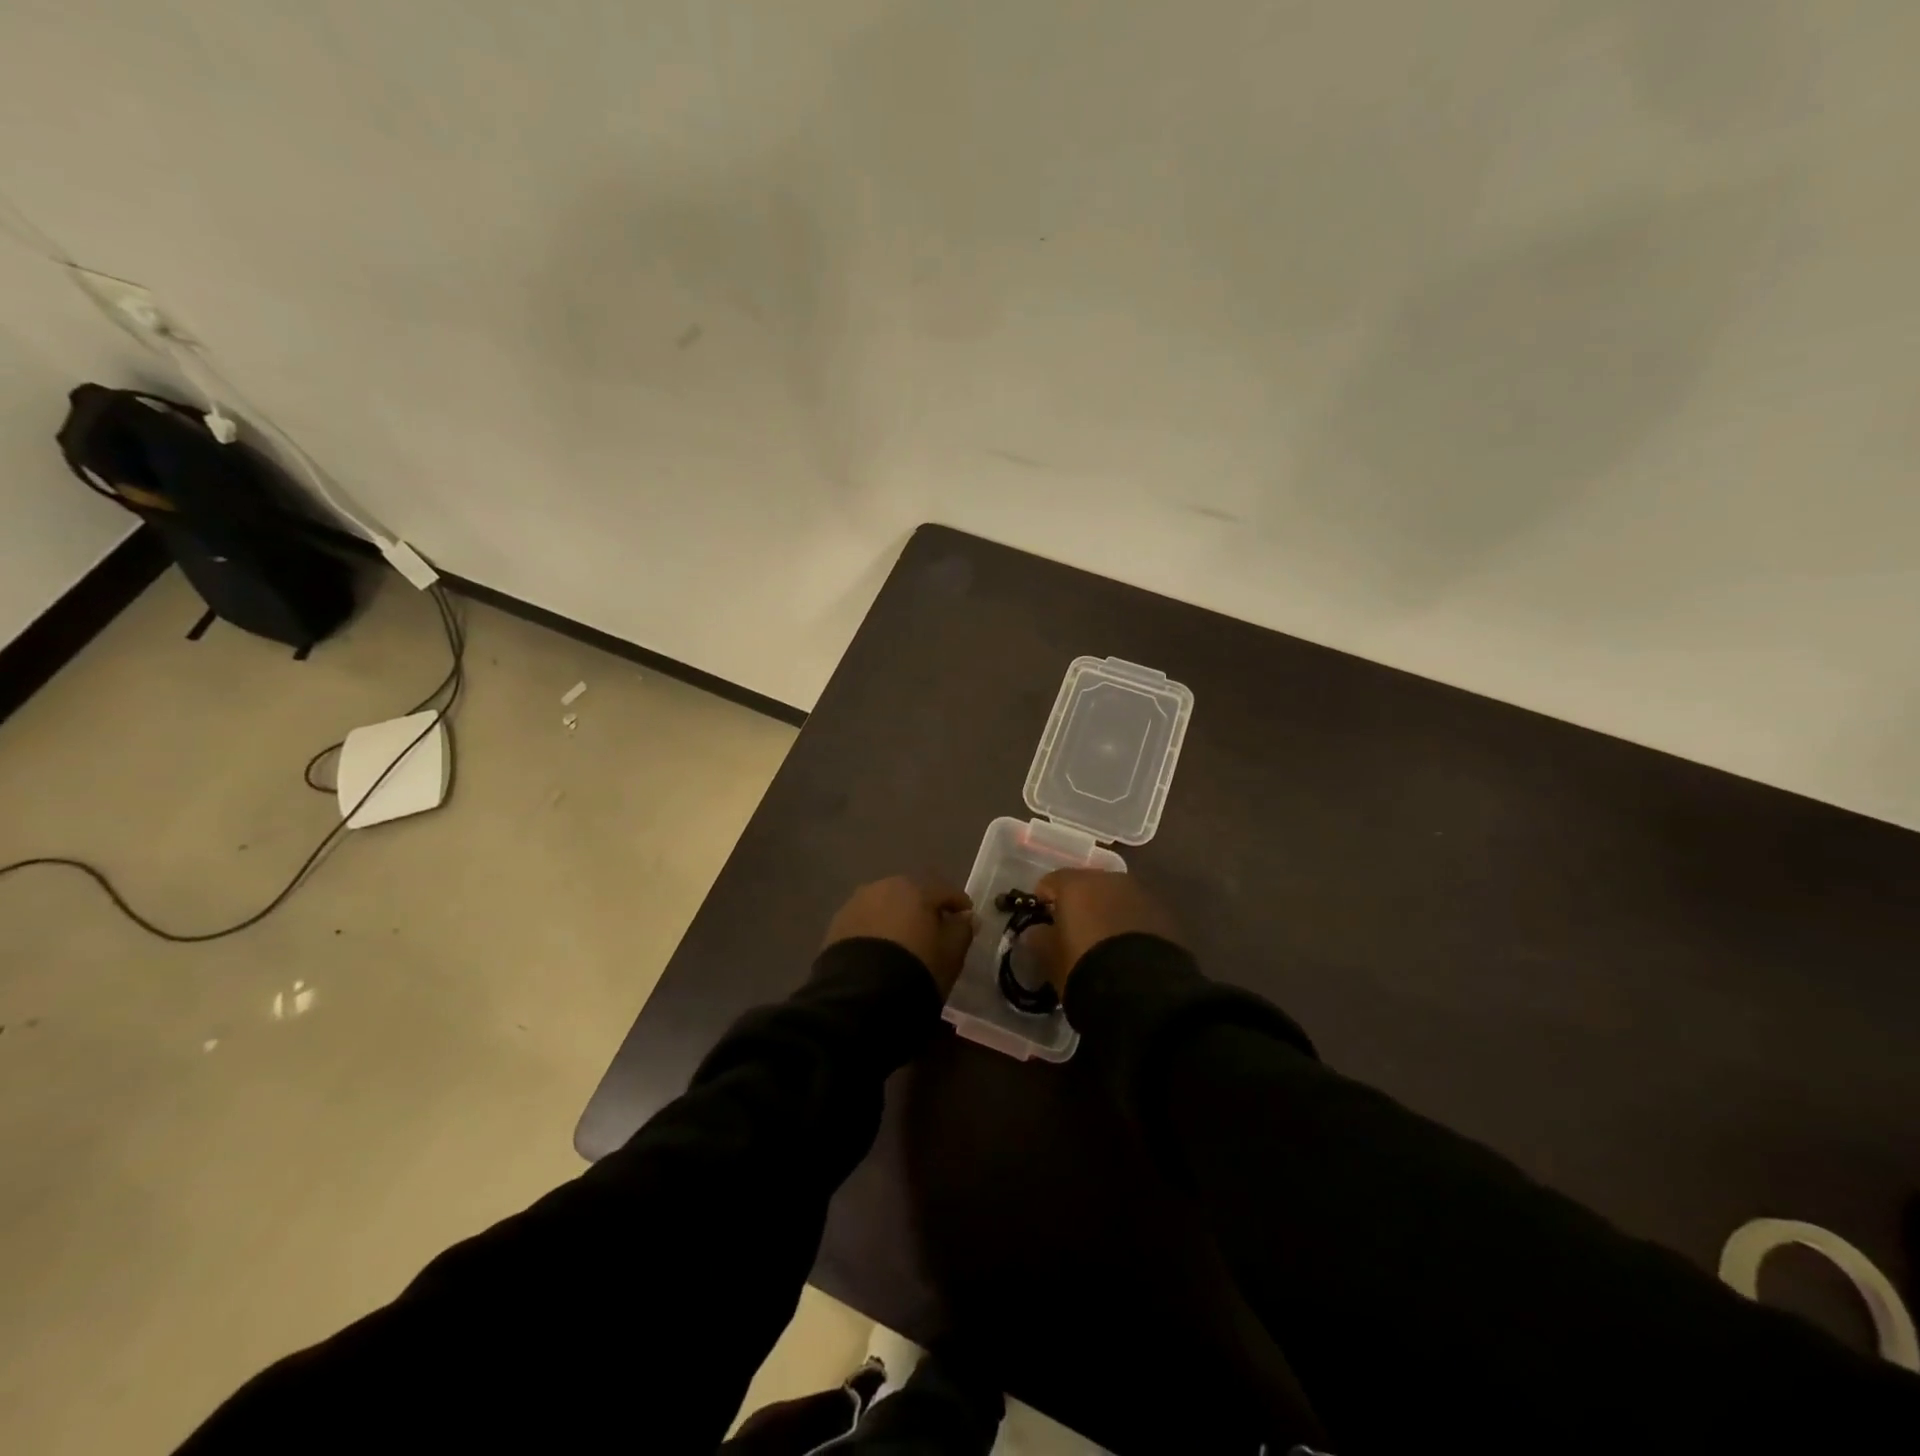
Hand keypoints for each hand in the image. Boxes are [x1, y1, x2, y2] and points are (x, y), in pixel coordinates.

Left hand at [823, 876, 975, 996]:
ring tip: (904, 941)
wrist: (861, 995)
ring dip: (896, 918)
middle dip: (923, 908)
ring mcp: (857, 903)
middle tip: (933, 930)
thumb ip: (962, 930)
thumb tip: (967, 917)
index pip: (945, 891)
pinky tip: (880, 950)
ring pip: (885, 906)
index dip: (959, 904)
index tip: (967, 918)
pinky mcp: (836, 924)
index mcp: (916, 889)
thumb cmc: (916, 968)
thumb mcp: (950, 954)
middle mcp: (884, 887)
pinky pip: (865, 922)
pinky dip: (876, 930)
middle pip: (911, 893)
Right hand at [1028, 869, 1181, 994]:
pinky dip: (1128, 924)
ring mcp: (1140, 894)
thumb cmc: (1083, 967)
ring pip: (1114, 897)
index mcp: (1076, 883)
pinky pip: (1137, 913)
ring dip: (1106, 912)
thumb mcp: (1050, 958)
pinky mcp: (1164, 914)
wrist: (1143, 991)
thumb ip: (1038, 938)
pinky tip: (1126, 949)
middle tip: (1073, 931)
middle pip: (1086, 885)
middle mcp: (1109, 879)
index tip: (1041, 922)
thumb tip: (1036, 932)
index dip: (1043, 901)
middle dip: (1078, 903)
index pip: (1050, 882)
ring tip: (1102, 941)